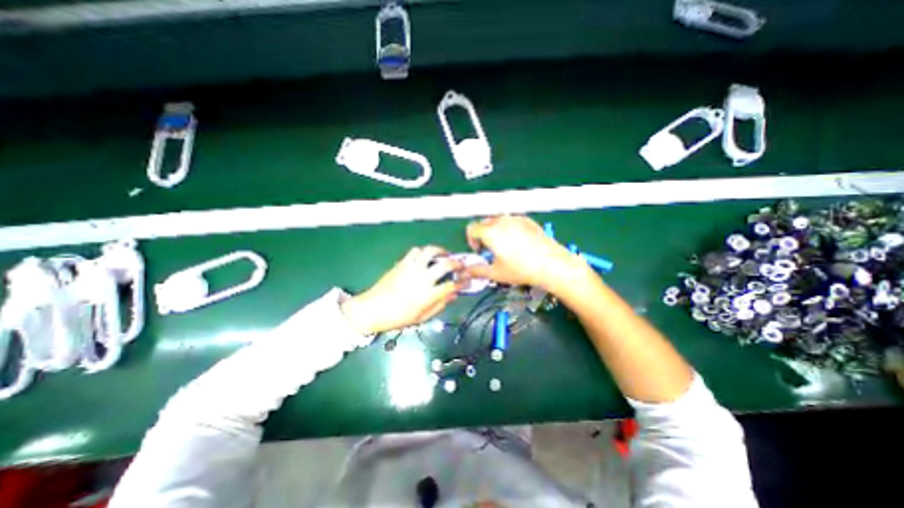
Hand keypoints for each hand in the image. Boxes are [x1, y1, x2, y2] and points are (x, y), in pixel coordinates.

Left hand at [341, 243, 464, 333]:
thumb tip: (453, 295)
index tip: (467, 280)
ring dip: (441, 251)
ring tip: (444, 254)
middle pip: (446, 265)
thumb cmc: (398, 317)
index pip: (452, 285)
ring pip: (430, 251)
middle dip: (457, 263)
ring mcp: (412, 268)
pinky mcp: (402, 263)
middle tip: (460, 264)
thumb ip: (440, 305)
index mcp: (428, 295)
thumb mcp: (422, 317)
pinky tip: (425, 257)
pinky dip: (424, 252)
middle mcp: (423, 278)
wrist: (373, 308)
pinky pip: (416, 251)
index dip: (463, 282)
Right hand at [466, 215, 587, 293]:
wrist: (551, 264)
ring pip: (498, 220)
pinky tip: (518, 242)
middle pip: (484, 223)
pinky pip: (512, 220)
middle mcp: (501, 220)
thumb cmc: (520, 269)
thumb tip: (465, 272)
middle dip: (483, 235)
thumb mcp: (495, 273)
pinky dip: (509, 228)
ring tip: (504, 246)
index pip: (471, 229)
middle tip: (490, 250)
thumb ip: (477, 271)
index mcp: (490, 231)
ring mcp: (516, 218)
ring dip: (495, 231)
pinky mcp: (528, 220)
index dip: (471, 240)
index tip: (479, 251)